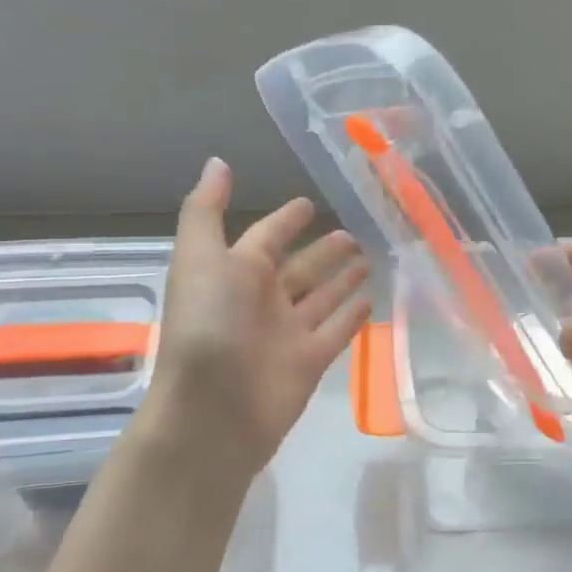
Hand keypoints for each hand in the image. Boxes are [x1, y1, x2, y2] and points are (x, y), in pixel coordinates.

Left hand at [129, 158, 370, 494]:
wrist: (214, 410)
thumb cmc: (207, 325)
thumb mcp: (200, 257)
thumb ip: (208, 210)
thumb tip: (217, 162)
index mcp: (235, 272)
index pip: (266, 237)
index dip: (286, 220)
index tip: (310, 204)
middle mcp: (263, 299)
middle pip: (300, 268)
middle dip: (324, 251)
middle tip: (354, 233)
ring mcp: (288, 332)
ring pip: (321, 297)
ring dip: (342, 279)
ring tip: (370, 259)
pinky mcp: (311, 361)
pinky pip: (337, 331)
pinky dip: (352, 316)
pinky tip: (372, 299)